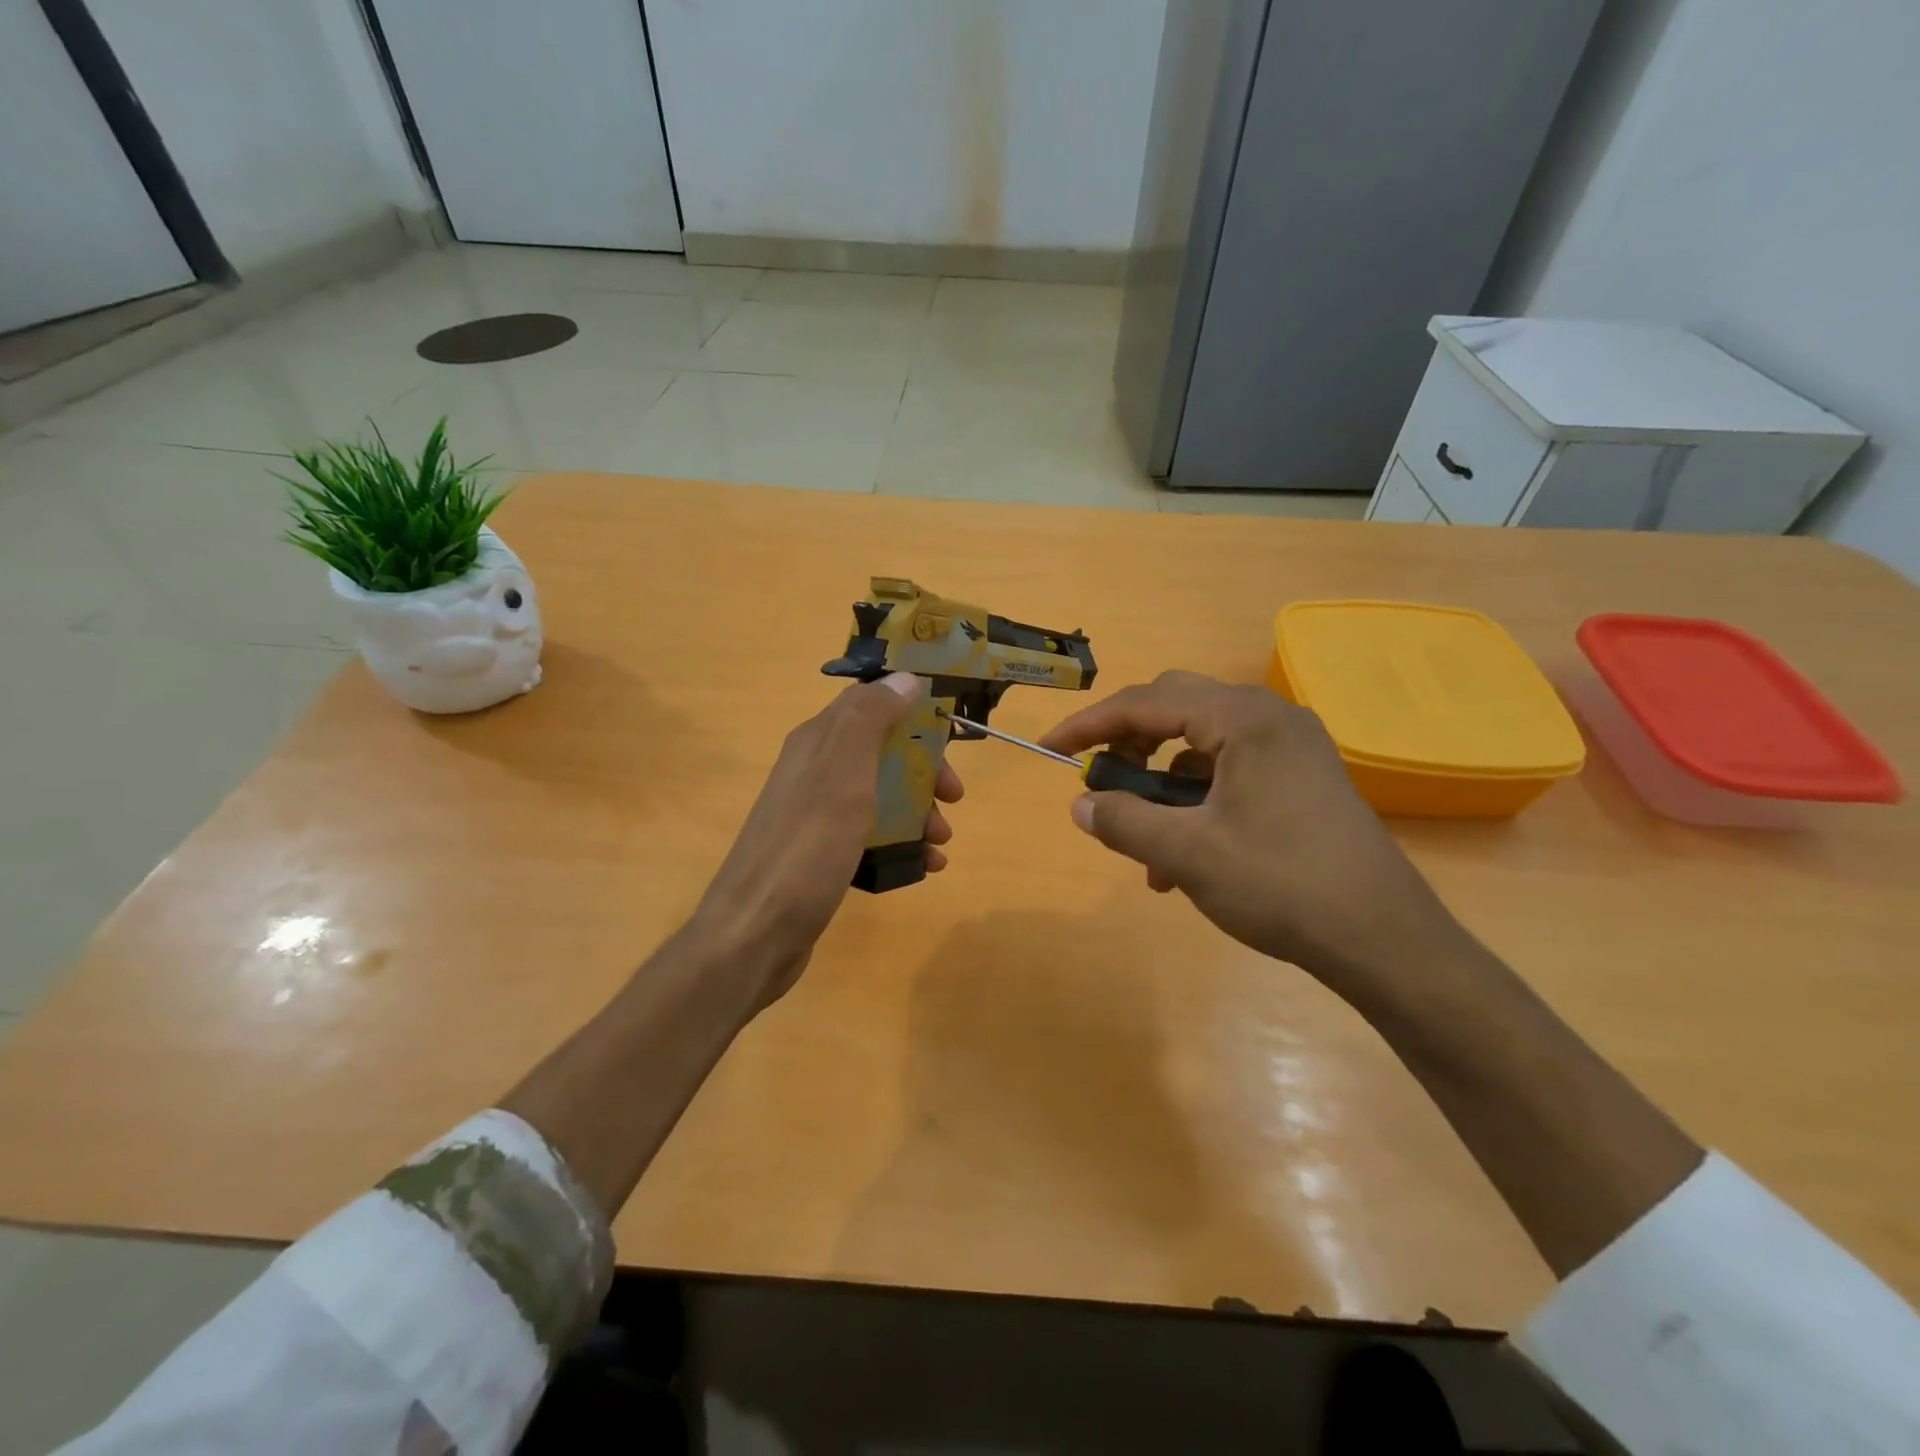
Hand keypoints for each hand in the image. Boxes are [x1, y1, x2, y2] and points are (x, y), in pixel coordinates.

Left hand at [688, 672, 962, 1010]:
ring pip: (880, 796)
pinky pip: (871, 836)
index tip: (950, 732)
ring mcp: (817, 815)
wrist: (755, 934)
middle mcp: (815, 771)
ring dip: (918, 810)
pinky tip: (925, 866)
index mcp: (817, 742)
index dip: (911, 710)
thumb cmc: (806, 848)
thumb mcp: (842, 774)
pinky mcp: (822, 854)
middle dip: (923, 769)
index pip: (869, 704)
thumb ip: (870, 719)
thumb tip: (904, 676)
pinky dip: (902, 843)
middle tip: (954, 796)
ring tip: (942, 840)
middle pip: (881, 752)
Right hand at [1040, 671, 1467, 992]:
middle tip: (1098, 781)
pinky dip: (1194, 804)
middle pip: (1175, 710)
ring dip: (1160, 787)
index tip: (1050, 749)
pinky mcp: (1301, 778)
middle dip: (1128, 745)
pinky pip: (1228, 773)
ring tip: (1142, 846)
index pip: (1147, 702)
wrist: (1385, 940)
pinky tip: (1182, 860)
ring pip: (1200, 747)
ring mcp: (1291, 747)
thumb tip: (1079, 805)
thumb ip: (1123, 821)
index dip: (1090, 724)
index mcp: (1244, 719)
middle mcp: (1270, 717)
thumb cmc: (1282, 885)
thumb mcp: (1188, 854)